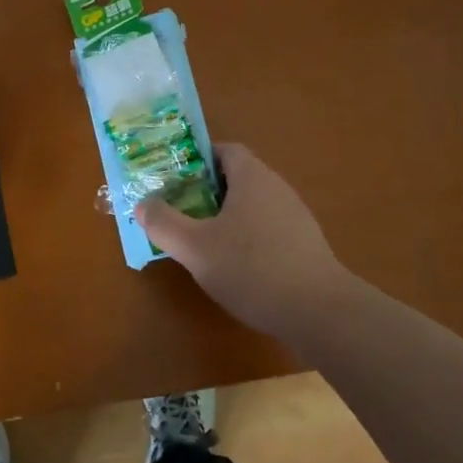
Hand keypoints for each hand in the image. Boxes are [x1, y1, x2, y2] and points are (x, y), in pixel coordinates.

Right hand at [137, 143, 355, 340]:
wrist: (319, 312)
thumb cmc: (252, 268)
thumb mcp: (194, 247)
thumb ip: (163, 223)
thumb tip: (143, 204)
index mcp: (252, 178)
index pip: (225, 150)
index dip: (198, 158)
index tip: (174, 178)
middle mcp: (277, 189)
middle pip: (237, 177)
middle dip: (206, 191)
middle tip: (179, 210)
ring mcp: (296, 218)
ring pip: (253, 206)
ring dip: (226, 217)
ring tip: (201, 241)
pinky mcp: (305, 246)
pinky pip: (268, 229)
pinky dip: (247, 238)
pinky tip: (235, 267)